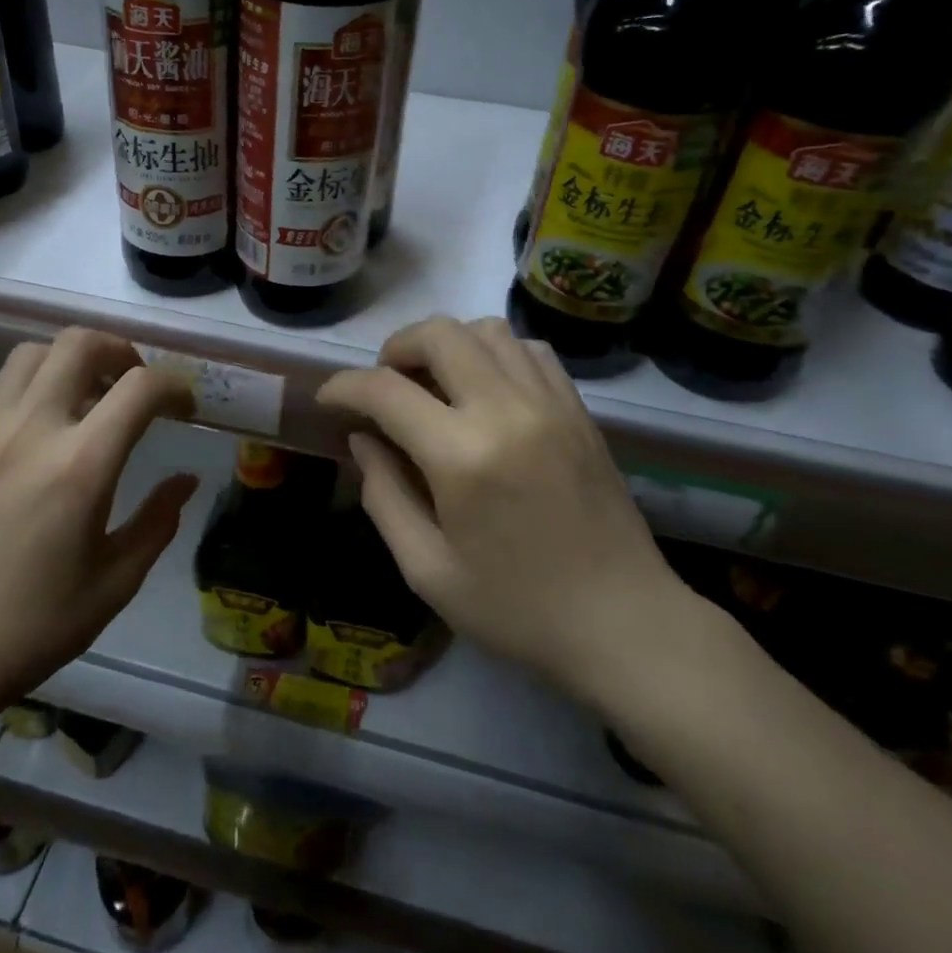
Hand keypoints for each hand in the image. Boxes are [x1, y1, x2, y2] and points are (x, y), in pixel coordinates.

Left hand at [0, 330, 196, 784]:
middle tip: (135, 384)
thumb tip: (186, 480)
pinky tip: (34, 421)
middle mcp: (32, 430)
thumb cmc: (32, 627)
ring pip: (31, 353)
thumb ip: (158, 522)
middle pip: (79, 343)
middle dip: (120, 351)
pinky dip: (25, 384)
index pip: (140, 388)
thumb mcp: (114, 583)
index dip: (174, 385)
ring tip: (86, 395)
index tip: (185, 407)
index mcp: (81, 466)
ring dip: (68, 360)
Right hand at [317, 317, 693, 706]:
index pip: (385, 390)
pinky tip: (485, 390)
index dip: (344, 387)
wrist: (623, 622)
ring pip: (486, 330)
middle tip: (383, 387)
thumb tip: (363, 439)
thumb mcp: (427, 570)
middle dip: (394, 349)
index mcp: (462, 456)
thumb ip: (384, 495)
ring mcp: (550, 403)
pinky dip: (494, 353)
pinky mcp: (579, 409)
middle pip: (438, 334)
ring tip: (432, 384)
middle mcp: (506, 410)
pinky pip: (529, 349)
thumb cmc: (516, 609)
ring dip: (445, 344)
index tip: (328, 400)